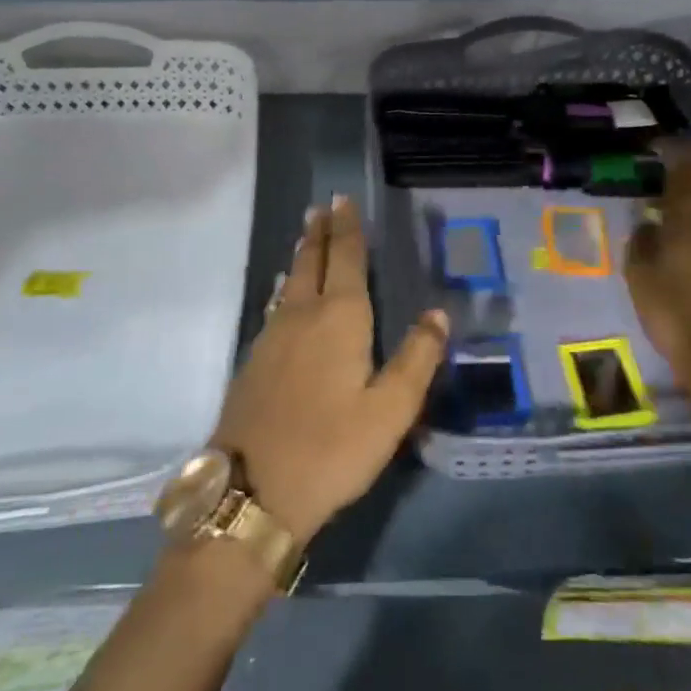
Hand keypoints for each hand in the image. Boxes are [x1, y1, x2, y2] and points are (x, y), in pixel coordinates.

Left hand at [214, 196, 447, 545]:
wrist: (253, 491)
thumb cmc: (332, 449)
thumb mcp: (390, 410)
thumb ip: (417, 359)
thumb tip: (438, 313)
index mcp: (339, 319)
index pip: (346, 260)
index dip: (347, 229)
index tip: (343, 200)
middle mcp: (301, 316)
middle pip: (311, 263)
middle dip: (320, 233)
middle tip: (321, 208)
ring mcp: (271, 337)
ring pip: (289, 283)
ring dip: (301, 257)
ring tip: (305, 238)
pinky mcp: (253, 361)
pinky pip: (275, 306)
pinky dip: (285, 288)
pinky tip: (283, 295)